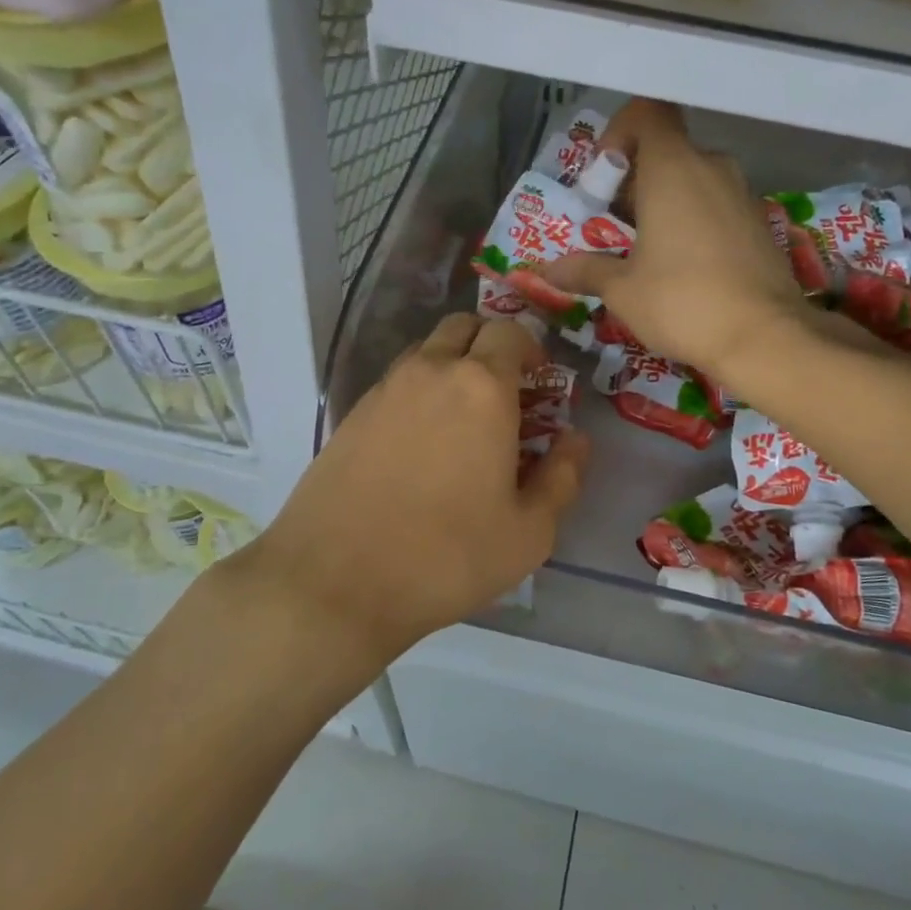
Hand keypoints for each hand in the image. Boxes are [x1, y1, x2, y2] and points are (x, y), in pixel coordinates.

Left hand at [233, 314, 588, 664]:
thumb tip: (575, 441)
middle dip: (491, 345)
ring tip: (463, 419)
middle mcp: (430, 372)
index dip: (531, 349)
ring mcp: (384, 390)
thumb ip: (562, 477)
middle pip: (464, 327)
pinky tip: (421, 443)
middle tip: (505, 391)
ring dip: (452, 365)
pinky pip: (396, 382)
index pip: (511, 332)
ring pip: (426, 351)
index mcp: (482, 388)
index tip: (540, 382)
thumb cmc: (446, 556)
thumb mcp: (528, 532)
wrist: (335, 582)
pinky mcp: (352, 415)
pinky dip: (419, 392)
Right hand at [534, 98, 808, 380]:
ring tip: (647, 252)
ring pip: (694, 179)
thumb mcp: (622, 290)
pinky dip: (695, 222)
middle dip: (635, 181)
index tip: (605, 176)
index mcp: (673, 168)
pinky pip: (717, 205)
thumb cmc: (682, 301)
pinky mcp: (760, 223)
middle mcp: (712, 167)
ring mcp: (742, 194)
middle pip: (667, 151)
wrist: (764, 337)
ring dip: (665, 203)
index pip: (647, 113)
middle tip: (615, 227)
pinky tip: (685, 268)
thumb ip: (585, 270)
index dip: (620, 132)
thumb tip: (549, 270)